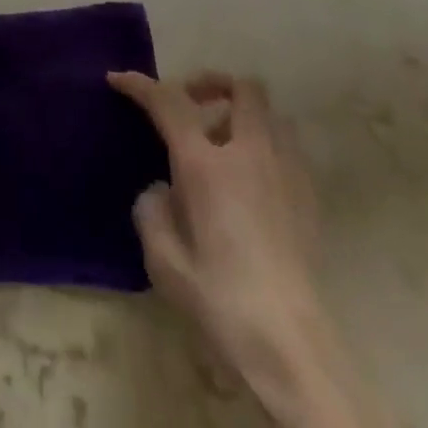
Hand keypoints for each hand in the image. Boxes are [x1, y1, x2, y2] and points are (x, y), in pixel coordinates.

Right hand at [109, 72, 383, 427]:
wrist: (291, 347)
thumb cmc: (219, 299)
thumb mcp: (163, 259)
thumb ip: (152, 210)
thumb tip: (162, 190)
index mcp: (206, 164)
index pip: (168, 102)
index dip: (140, 85)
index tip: (118, 79)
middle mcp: (249, 154)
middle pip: (241, 88)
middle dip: (212, 84)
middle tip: (190, 104)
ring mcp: (286, 173)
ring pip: (270, 114)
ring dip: (243, 114)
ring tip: (223, 142)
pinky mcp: (310, 199)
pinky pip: (286, 148)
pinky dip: (265, 145)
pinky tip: (251, 180)